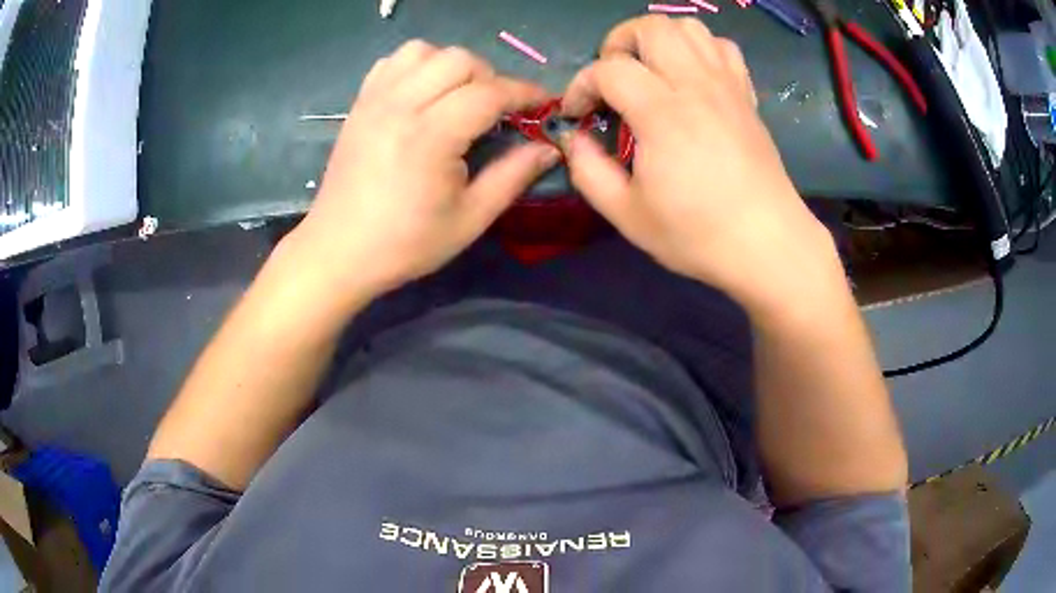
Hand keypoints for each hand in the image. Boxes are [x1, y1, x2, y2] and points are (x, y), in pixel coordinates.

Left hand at [286, 40, 559, 303]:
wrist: (339, 251)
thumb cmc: (405, 243)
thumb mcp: (470, 219)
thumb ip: (513, 176)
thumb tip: (548, 148)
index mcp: (430, 136)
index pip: (489, 92)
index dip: (524, 93)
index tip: (542, 104)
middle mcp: (401, 105)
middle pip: (459, 60)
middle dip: (490, 78)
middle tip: (495, 110)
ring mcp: (375, 100)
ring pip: (425, 50)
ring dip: (452, 66)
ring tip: (457, 98)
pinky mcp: (360, 104)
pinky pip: (393, 61)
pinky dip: (417, 66)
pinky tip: (423, 94)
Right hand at [561, 17, 837, 311]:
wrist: (767, 244)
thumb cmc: (697, 234)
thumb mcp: (626, 214)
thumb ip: (587, 170)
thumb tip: (572, 138)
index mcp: (662, 112)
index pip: (608, 69)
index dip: (581, 86)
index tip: (578, 115)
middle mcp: (695, 85)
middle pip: (650, 26)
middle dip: (618, 43)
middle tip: (614, 79)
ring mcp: (726, 86)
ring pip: (688, 27)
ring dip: (659, 40)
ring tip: (650, 72)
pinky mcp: (746, 95)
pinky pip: (722, 47)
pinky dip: (699, 50)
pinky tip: (691, 78)